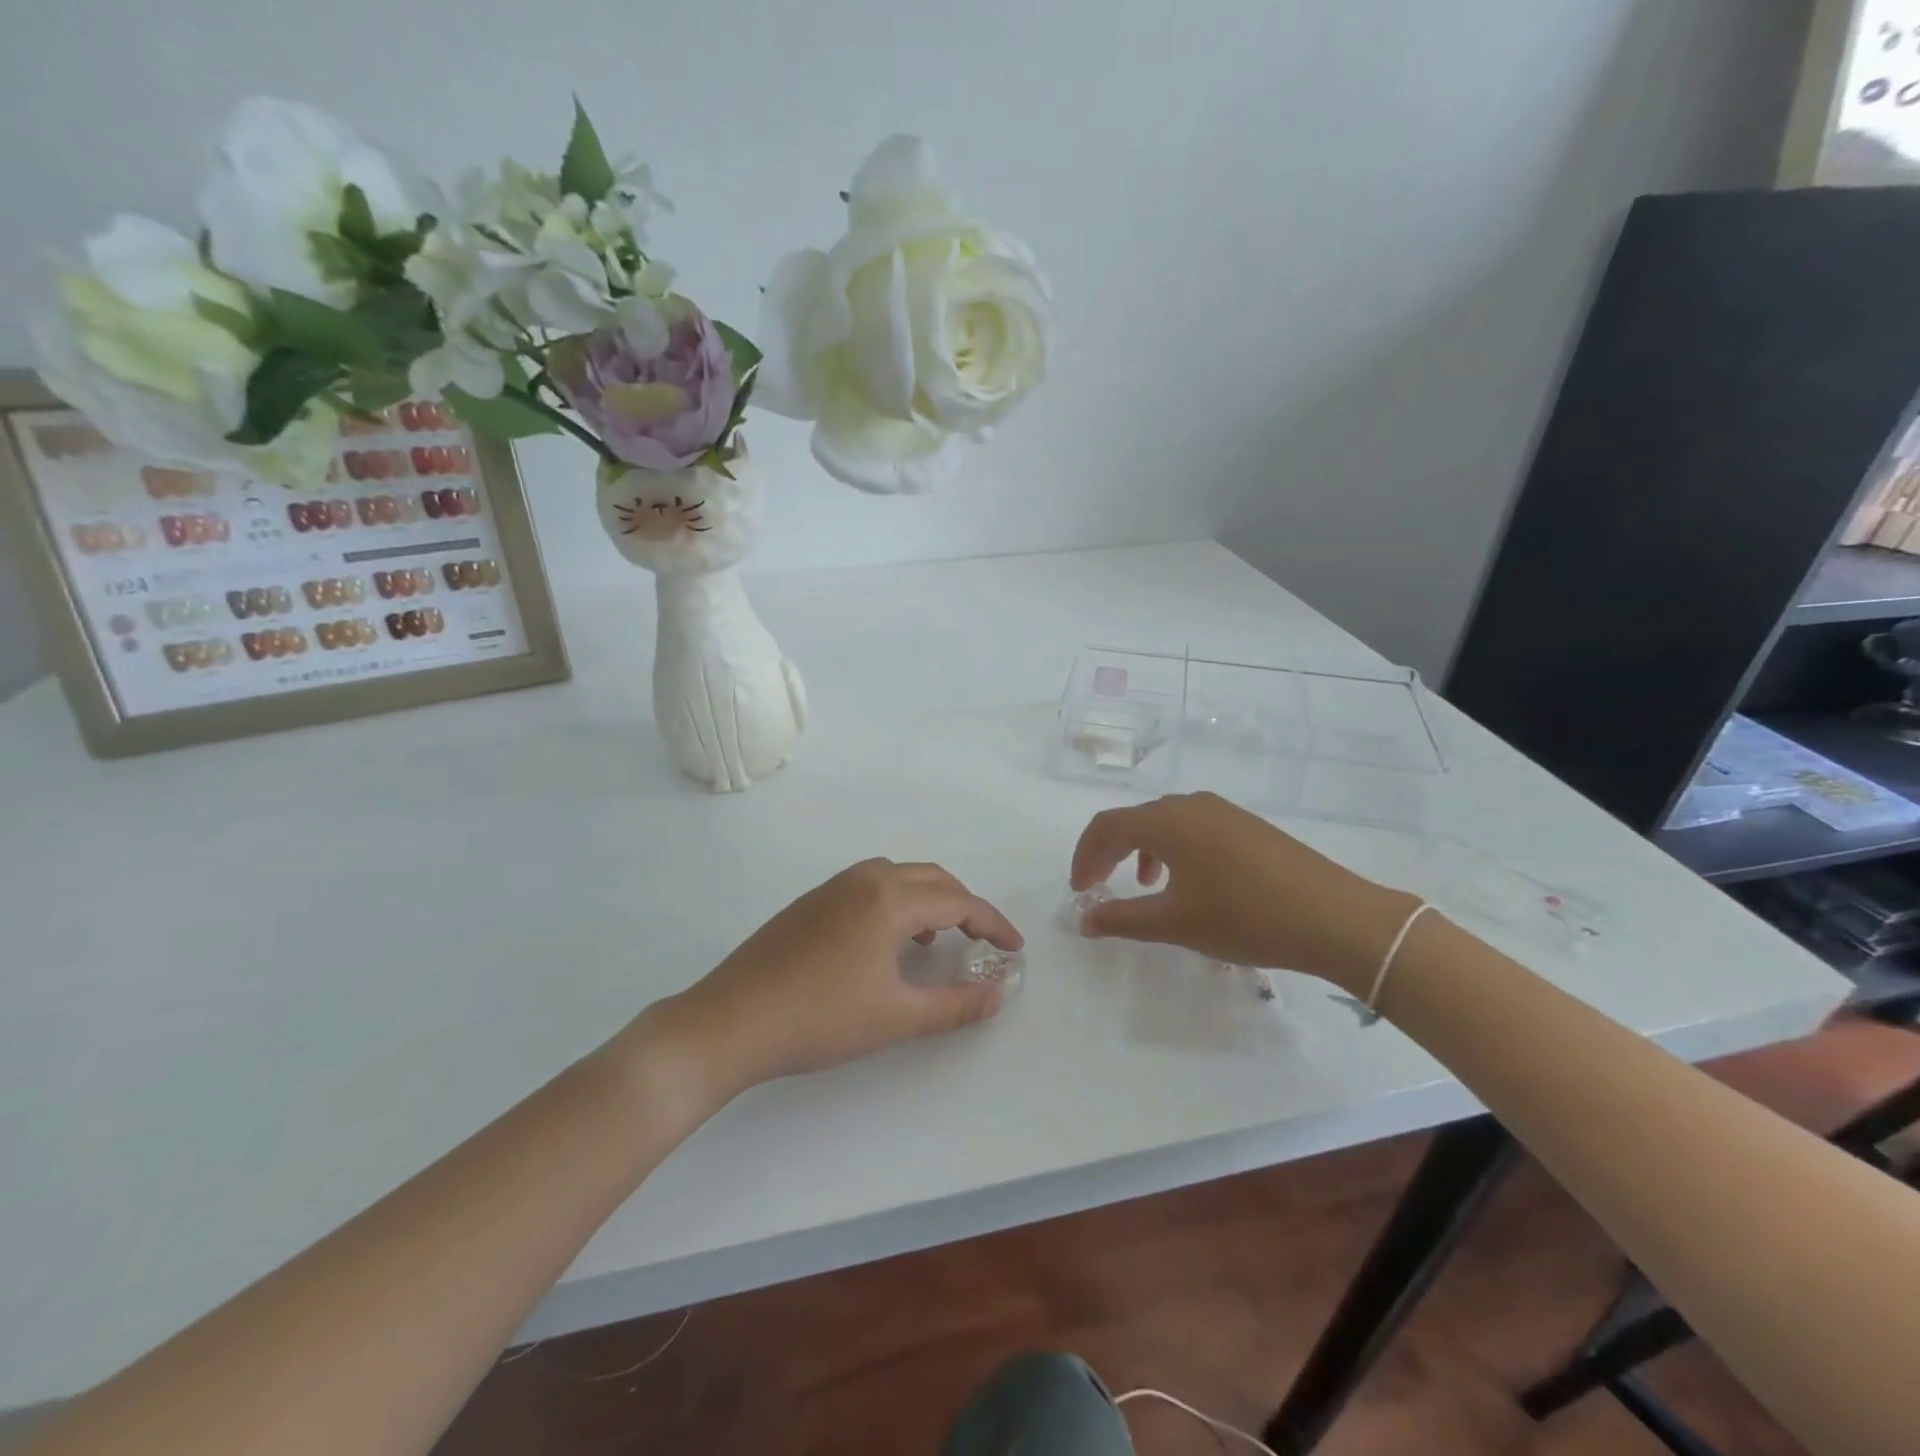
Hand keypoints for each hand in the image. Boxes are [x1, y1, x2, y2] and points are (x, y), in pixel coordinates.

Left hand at [652, 859, 1023, 1097]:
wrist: (730, 1021)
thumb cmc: (820, 1018)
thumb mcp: (896, 1017)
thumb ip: (954, 1005)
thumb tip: (997, 996)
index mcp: (889, 898)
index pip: (958, 901)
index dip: (992, 924)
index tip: (1015, 949)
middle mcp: (864, 879)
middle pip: (930, 878)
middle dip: (964, 904)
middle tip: (983, 939)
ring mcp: (832, 887)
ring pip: (897, 877)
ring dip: (928, 899)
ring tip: (938, 937)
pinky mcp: (810, 902)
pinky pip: (870, 886)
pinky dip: (895, 902)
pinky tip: (887, 941)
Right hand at [1070, 792, 1416, 994]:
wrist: (1335, 917)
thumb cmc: (1245, 918)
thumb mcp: (1175, 924)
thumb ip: (1122, 919)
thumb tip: (1084, 920)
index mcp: (1167, 821)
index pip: (1106, 827)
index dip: (1084, 856)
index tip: (1078, 890)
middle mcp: (1191, 804)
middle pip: (1133, 820)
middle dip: (1109, 853)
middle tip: (1098, 886)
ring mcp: (1223, 811)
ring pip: (1165, 822)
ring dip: (1141, 850)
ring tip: (1144, 887)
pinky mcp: (1247, 825)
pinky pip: (1193, 827)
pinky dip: (1173, 850)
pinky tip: (1189, 882)